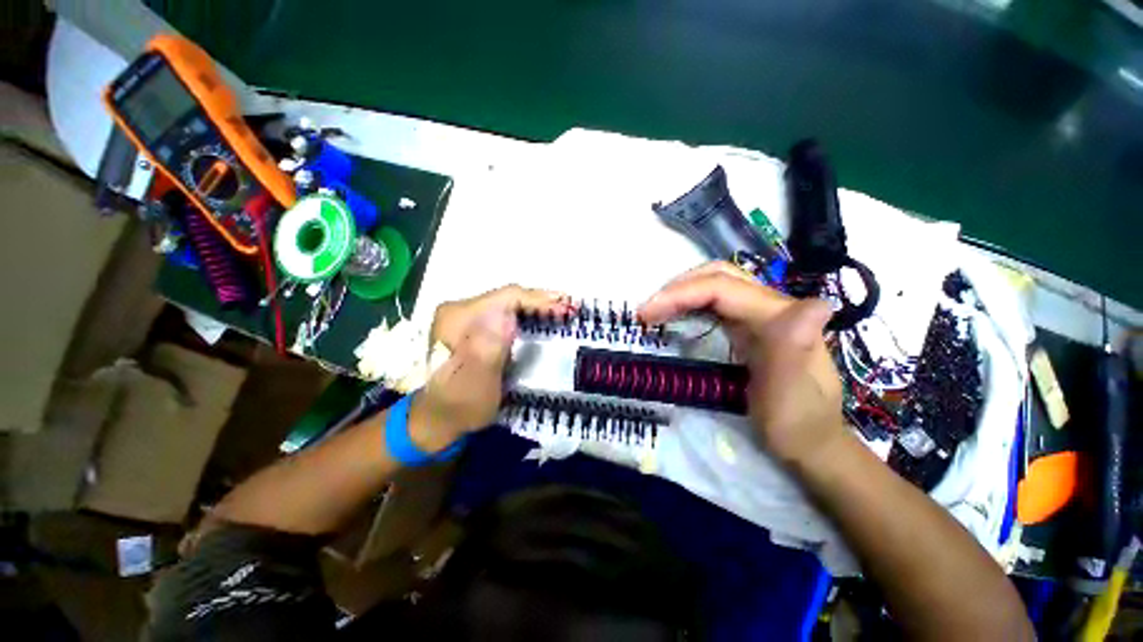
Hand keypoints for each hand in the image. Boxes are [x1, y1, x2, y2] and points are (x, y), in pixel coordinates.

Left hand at [409, 285, 572, 452]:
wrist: (439, 418)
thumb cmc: (459, 406)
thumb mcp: (473, 384)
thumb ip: (486, 349)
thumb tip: (507, 316)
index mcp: (458, 318)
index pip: (506, 297)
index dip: (538, 300)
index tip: (565, 310)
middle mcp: (460, 309)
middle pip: (509, 296)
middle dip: (542, 300)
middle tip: (571, 307)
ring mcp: (467, 316)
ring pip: (510, 302)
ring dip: (538, 305)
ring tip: (563, 309)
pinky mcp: (475, 325)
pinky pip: (507, 311)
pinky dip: (529, 313)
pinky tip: (544, 316)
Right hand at [638, 262, 844, 467]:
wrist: (809, 442)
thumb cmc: (796, 422)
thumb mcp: (794, 393)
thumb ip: (798, 347)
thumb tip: (819, 302)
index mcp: (779, 317)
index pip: (721, 288)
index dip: (679, 294)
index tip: (645, 314)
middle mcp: (771, 307)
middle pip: (719, 276)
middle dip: (679, 287)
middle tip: (648, 310)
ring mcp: (759, 316)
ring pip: (715, 286)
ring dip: (682, 293)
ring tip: (654, 312)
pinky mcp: (749, 327)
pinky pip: (714, 304)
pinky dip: (689, 305)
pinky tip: (675, 317)